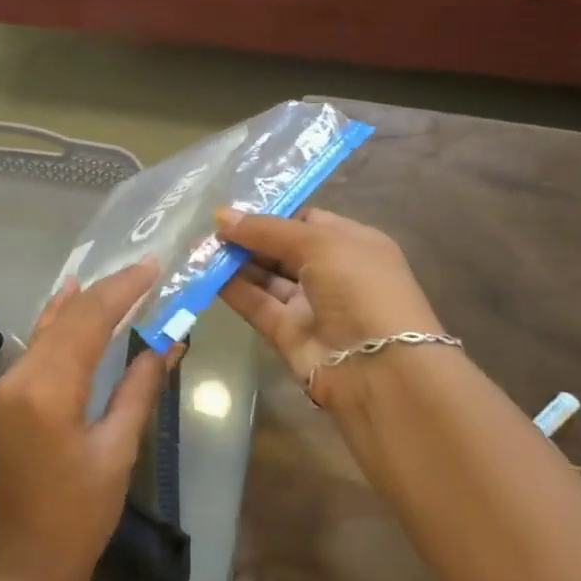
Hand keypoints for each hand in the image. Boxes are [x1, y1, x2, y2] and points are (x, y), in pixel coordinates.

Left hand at [0, 262, 171, 580]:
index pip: (90, 320)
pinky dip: (59, 319)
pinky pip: (37, 343)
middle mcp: (22, 375)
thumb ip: (138, 388)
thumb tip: (166, 342)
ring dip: (85, 301)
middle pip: (69, 317)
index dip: (123, 289)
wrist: (23, 564)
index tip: (153, 267)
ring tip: (119, 277)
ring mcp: (9, 384)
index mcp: (50, 389)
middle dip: (108, 290)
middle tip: (146, 268)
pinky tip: (70, 297)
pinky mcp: (8, 395)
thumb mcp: (117, 450)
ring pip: (51, 325)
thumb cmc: (78, 517)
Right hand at [216, 207, 445, 410]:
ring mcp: (310, 304)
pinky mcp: (289, 333)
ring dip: (236, 263)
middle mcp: (332, 272)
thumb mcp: (319, 244)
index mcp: (353, 244)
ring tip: (200, 248)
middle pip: (282, 249)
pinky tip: (207, 274)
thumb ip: (267, 230)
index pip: (307, 221)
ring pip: (266, 277)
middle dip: (248, 237)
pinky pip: (257, 304)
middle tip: (209, 228)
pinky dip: (234, 290)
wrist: (380, 370)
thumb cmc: (360, 289)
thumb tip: (222, 216)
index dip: (272, 215)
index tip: (235, 210)